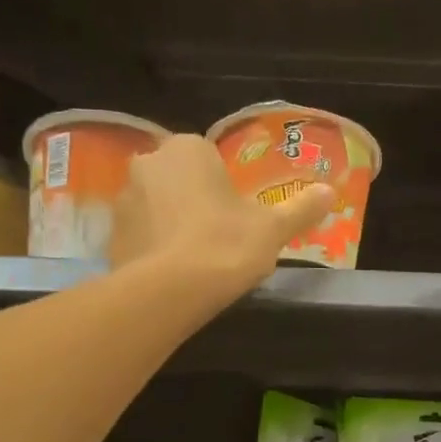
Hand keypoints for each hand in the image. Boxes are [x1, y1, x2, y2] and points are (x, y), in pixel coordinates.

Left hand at [110, 134, 335, 298]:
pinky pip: (139, 234)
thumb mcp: (273, 229)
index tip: (237, 215)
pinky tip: (171, 273)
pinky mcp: (110, 235)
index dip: (223, 186)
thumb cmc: (225, 246)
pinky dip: (152, 247)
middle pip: (178, 179)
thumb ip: (301, 208)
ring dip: (170, 222)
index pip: (208, 157)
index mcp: (187, 149)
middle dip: (194, 200)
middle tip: (218, 235)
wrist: (169, 292)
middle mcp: (149, 163)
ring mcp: (123, 199)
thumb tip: (330, 192)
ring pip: (155, 205)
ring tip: (194, 258)